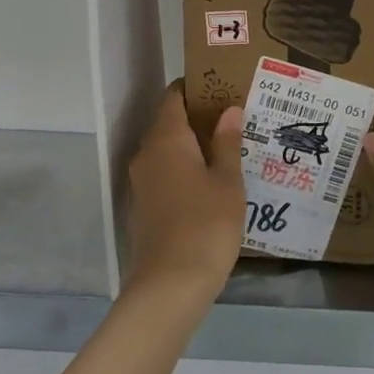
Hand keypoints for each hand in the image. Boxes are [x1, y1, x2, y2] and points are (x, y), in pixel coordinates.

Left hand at [125, 85, 245, 298]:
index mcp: (166, 139)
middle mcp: (146, 154)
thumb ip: (226, 142)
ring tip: (227, 148)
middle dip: (197, 117)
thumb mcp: (227, 181)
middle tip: (233, 118)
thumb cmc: (206, 224)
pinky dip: (183, 169)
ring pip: (165, 150)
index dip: (196, 88)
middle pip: (168, 122)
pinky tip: (209, 182)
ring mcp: (140, 182)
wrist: (170, 285)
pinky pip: (163, 174)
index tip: (223, 87)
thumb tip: (229, 110)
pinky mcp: (142, 207)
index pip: (174, 96)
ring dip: (191, 145)